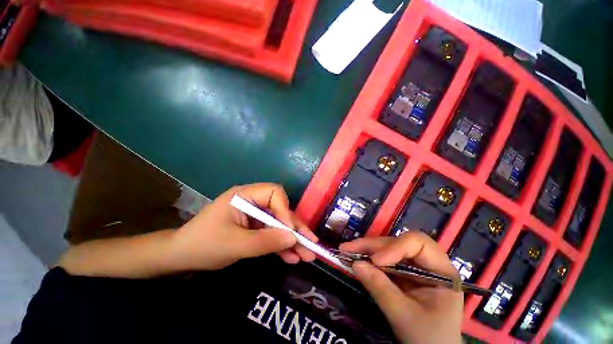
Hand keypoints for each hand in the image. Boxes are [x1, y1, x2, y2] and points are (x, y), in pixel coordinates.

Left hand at [169, 183, 317, 270]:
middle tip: (311, 245)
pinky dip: (280, 246)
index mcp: (244, 195)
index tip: (290, 231)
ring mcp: (254, 215)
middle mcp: (252, 201)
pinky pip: (271, 234)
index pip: (274, 193)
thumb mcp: (235, 245)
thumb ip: (266, 241)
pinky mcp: (254, 228)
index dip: (285, 210)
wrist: (180, 258)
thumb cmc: (203, 245)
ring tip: (307, 255)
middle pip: (280, 210)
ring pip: (278, 224)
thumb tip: (294, 238)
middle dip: (295, 228)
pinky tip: (291, 257)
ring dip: (291, 240)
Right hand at [340, 232, 462, 343]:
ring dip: (366, 249)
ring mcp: (413, 266)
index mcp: (441, 270)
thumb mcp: (404, 316)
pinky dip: (367, 258)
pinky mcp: (401, 271)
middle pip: (398, 243)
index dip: (396, 247)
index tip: (376, 261)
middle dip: (372, 246)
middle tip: (348, 248)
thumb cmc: (427, 338)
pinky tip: (354, 257)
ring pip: (388, 248)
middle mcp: (427, 262)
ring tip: (346, 250)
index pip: (419, 243)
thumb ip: (381, 289)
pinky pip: (383, 259)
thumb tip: (356, 264)